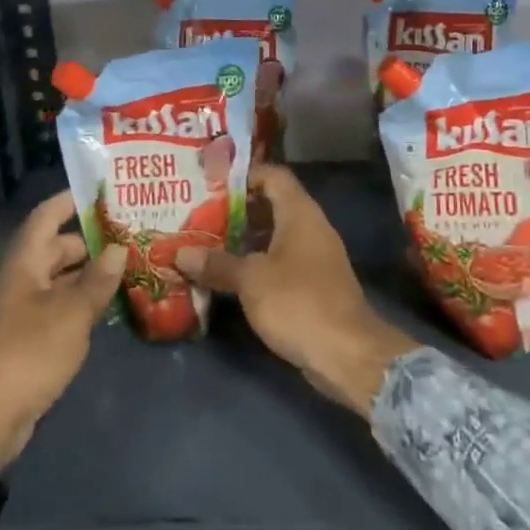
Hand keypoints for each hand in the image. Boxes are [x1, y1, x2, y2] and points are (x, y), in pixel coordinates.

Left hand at [0, 191, 124, 472]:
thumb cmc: (28, 353)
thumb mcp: (71, 314)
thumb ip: (97, 281)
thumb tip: (119, 249)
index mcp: (24, 264)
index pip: (46, 217)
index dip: (70, 200)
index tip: (103, 191)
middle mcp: (22, 281)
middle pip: (57, 248)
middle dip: (92, 240)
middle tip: (132, 235)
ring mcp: (24, 311)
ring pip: (61, 280)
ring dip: (91, 274)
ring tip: (131, 267)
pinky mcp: (30, 340)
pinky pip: (60, 308)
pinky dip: (83, 303)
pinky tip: (112, 308)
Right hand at [176, 165, 416, 415]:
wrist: (348, 354)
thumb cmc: (298, 302)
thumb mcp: (251, 280)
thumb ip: (217, 263)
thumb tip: (180, 253)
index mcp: (299, 213)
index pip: (272, 175)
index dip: (243, 175)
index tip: (211, 183)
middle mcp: (310, 227)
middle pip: (271, 205)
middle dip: (236, 209)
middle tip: (198, 214)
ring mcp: (314, 257)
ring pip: (274, 236)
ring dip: (243, 239)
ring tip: (205, 242)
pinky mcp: (313, 284)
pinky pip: (280, 261)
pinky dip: (256, 263)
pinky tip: (228, 276)